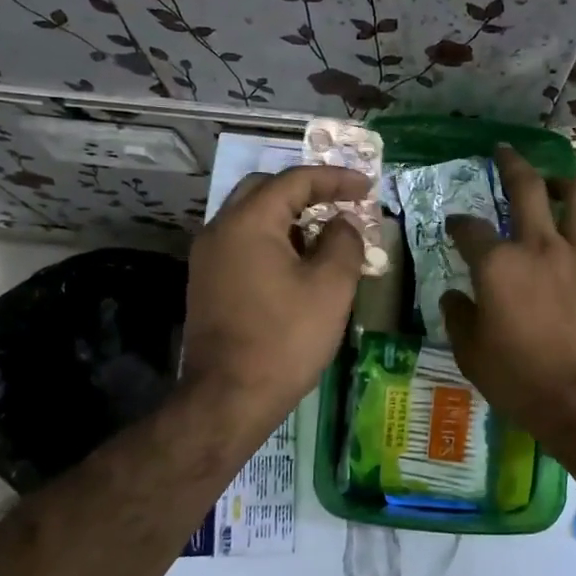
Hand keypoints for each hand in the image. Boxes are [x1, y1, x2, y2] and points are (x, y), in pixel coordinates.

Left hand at [180, 163, 369, 442]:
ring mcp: (208, 257)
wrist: (228, 397)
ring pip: (252, 217)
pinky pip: (243, 243)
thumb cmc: (285, 338)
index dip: (335, 178)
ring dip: (290, 218)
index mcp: (248, 222)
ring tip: (327, 236)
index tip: (367, 188)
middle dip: (307, 191)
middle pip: (265, 190)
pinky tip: (299, 265)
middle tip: (342, 204)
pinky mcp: (208, 282)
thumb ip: (344, 242)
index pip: (294, 180)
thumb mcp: (330, 287)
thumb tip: (342, 224)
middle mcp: (220, 229)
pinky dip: (273, 241)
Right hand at [440, 146, 575, 448]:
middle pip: (528, 189)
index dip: (458, 223)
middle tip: (505, 151)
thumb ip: (459, 318)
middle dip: (512, 164)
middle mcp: (541, 248)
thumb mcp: (471, 354)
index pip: (470, 229)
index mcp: (498, 266)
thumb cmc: (521, 381)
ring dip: (568, 184)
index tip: (454, 226)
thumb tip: (454, 297)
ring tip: (559, 184)